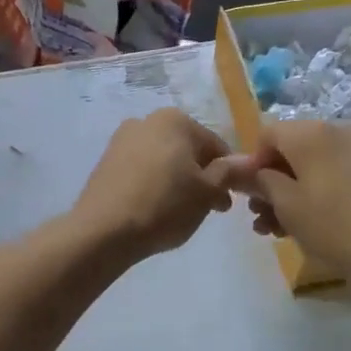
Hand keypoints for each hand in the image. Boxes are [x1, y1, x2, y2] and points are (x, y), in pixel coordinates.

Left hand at [72, 109, 238, 260]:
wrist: (104, 231)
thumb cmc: (165, 206)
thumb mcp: (207, 192)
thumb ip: (229, 172)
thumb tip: (246, 162)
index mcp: (176, 120)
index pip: (216, 145)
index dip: (229, 174)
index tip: (229, 200)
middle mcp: (147, 121)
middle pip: (188, 150)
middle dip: (202, 177)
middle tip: (209, 209)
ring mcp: (122, 140)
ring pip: (164, 160)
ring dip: (179, 181)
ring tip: (182, 213)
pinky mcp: (105, 162)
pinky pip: (141, 171)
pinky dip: (154, 185)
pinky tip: (155, 209)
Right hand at [222, 119, 350, 279]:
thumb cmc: (330, 224)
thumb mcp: (285, 203)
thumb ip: (259, 181)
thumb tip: (241, 170)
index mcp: (311, 131)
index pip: (268, 135)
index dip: (252, 164)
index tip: (250, 196)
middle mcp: (336, 129)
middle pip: (291, 148)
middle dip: (271, 181)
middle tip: (260, 217)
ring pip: (312, 163)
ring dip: (290, 190)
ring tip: (277, 228)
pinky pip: (333, 171)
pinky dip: (315, 190)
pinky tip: (305, 222)